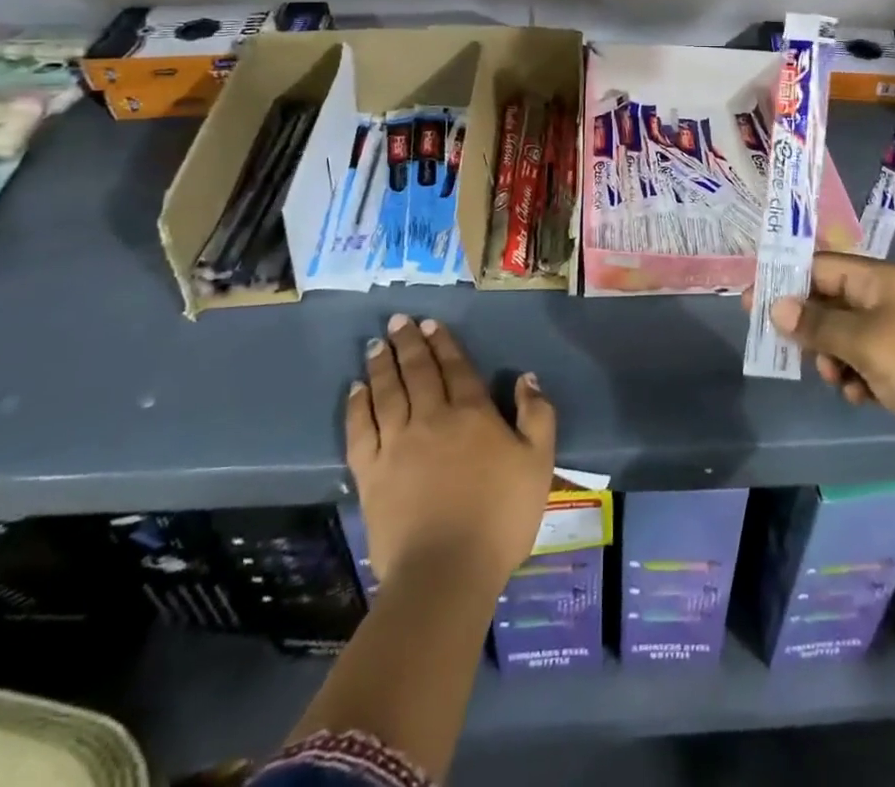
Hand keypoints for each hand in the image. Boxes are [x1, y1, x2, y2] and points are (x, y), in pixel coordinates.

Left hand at [347, 314, 555, 595]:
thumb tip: (527, 378)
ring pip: (387, 392)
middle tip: (398, 321)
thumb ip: (537, 415)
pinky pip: (360, 429)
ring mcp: (397, 444)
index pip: (455, 368)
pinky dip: (357, 405)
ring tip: (376, 345)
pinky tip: (356, 390)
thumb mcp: (539, 463)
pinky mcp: (371, 474)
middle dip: (408, 344)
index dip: (443, 343)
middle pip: (417, 372)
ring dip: (381, 365)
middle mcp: (431, 418)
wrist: (446, 572)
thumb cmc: (500, 517)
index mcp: (472, 413)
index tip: (430, 323)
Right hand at [749, 254, 894, 497]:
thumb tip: (775, 307)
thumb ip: (817, 323)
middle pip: (828, 301)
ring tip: (838, 379)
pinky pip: (858, 363)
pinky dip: (852, 377)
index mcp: (881, 280)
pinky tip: (860, 396)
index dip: (785, 281)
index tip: (751, 303)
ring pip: (840, 336)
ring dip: (830, 357)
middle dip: (808, 326)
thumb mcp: (865, 342)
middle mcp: (886, 300)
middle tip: (789, 350)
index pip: (821, 266)